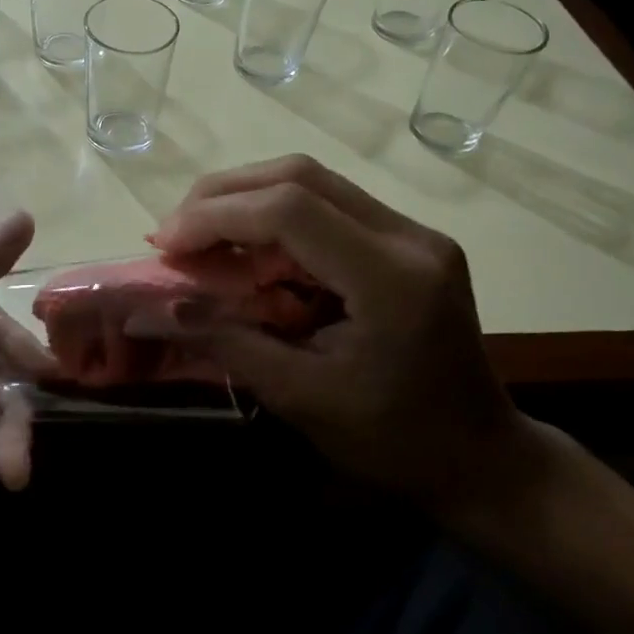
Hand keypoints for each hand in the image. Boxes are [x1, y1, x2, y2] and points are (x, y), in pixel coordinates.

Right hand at [150, 155, 528, 513]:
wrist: (480, 458)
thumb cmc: (392, 442)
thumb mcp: (300, 397)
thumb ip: (225, 342)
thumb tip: (153, 309)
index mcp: (391, 279)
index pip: (290, 211)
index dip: (216, 217)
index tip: (164, 245)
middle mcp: (408, 237)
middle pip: (298, 176)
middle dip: (222, 197)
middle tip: (172, 234)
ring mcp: (412, 232)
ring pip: (311, 180)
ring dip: (243, 200)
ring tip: (198, 237)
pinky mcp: (404, 239)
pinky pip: (326, 205)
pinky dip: (272, 217)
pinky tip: (244, 248)